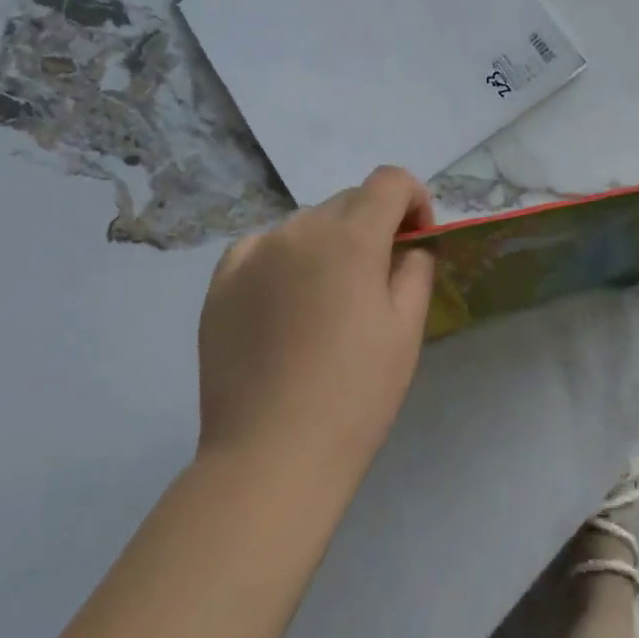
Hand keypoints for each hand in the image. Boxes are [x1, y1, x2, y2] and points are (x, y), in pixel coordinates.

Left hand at [195, 167, 436, 495]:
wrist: (272, 456)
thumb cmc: (355, 394)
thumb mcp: (407, 328)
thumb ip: (416, 268)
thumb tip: (409, 247)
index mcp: (351, 237)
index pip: (390, 181)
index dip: (413, 199)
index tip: (417, 239)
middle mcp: (300, 229)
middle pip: (349, 201)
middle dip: (374, 224)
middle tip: (379, 277)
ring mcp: (254, 253)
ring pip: (307, 224)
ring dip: (329, 241)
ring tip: (328, 298)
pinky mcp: (221, 282)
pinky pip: (264, 247)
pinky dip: (285, 258)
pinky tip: (286, 302)